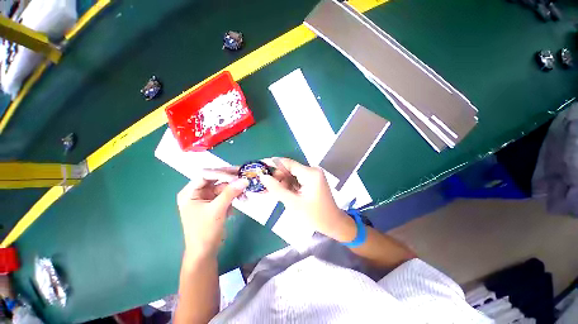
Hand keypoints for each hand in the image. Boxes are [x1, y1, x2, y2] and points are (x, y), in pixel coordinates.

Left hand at [177, 168, 248, 257]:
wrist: (205, 252)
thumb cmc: (204, 231)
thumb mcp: (217, 210)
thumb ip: (230, 193)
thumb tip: (245, 180)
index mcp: (190, 192)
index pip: (205, 175)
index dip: (221, 173)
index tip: (237, 175)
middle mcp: (197, 192)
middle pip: (216, 179)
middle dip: (230, 179)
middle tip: (244, 175)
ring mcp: (206, 198)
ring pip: (223, 187)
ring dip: (235, 189)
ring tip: (245, 194)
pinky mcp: (215, 203)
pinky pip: (226, 194)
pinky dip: (234, 196)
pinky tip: (242, 200)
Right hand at [260, 158, 355, 241]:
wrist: (333, 223)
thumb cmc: (314, 215)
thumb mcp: (293, 203)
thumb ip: (277, 189)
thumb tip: (263, 177)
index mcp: (310, 173)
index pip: (288, 163)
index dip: (273, 164)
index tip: (260, 167)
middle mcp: (312, 170)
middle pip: (290, 169)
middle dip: (279, 178)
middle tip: (270, 190)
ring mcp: (313, 175)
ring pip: (292, 175)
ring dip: (284, 184)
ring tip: (280, 195)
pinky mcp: (313, 180)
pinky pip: (297, 179)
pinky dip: (290, 186)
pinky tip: (288, 195)